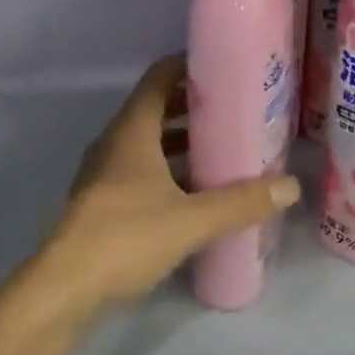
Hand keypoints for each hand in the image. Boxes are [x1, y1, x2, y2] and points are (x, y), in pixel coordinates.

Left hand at [29, 56, 299, 318]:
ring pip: (147, 142)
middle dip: (193, 105)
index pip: (159, 78)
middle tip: (235, 108)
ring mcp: (103, 173)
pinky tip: (194, 191)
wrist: (63, 288)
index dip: (188, 66)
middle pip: (155, 108)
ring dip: (180, 140)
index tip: (223, 67)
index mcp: (132, 131)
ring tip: (222, 147)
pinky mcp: (101, 202)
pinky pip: (140, 169)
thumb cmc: (126, 237)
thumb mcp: (192, 219)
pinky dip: (167, 168)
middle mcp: (115, 143)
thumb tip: (290, 186)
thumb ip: (241, 202)